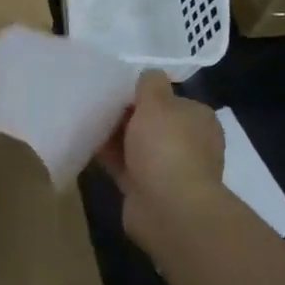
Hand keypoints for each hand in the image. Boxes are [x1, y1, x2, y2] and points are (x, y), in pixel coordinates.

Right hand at [97, 70, 225, 253]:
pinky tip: (86, 143)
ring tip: (86, 120)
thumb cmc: (167, 146)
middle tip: (96, 103)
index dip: (143, 93)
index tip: (116, 89)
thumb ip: (150, 83)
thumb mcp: (157, 101)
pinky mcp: (148, 189)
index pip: (169, 99)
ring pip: (136, 144)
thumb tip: (148, 76)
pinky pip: (124, 165)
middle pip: (151, 122)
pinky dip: (109, 156)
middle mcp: (189, 143)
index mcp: (198, 119)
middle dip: (126, 115)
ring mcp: (169, 168)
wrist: (170, 209)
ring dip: (115, 136)